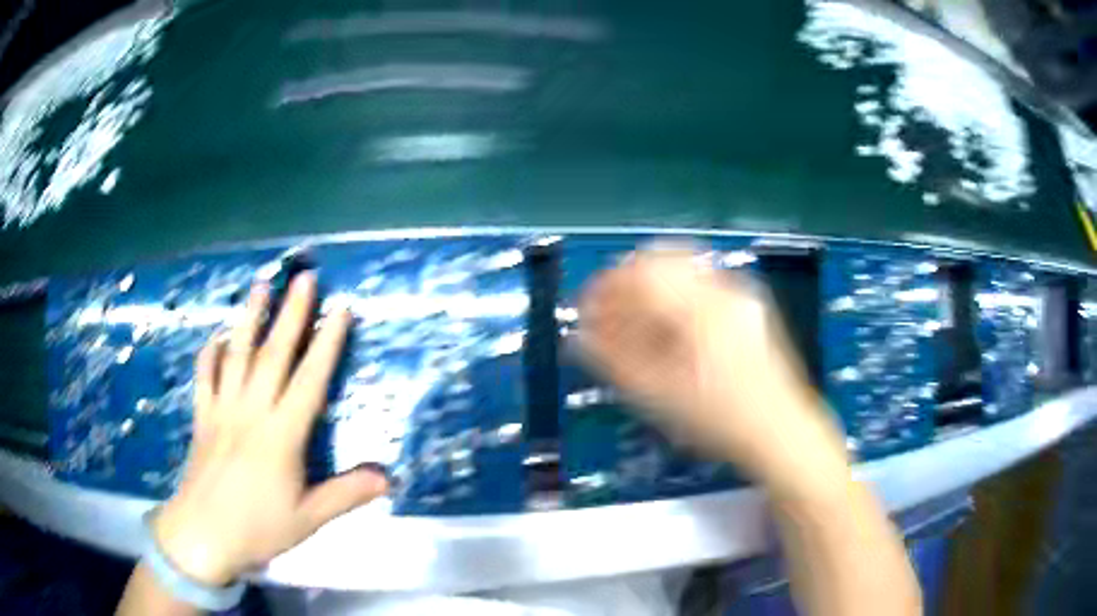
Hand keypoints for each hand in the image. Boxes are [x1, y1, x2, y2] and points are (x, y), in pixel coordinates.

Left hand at [153, 273, 386, 585]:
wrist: (202, 534)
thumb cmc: (258, 528)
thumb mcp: (309, 518)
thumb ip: (347, 494)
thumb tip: (389, 478)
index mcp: (281, 435)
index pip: (309, 380)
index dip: (327, 343)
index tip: (340, 309)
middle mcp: (251, 412)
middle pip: (273, 354)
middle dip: (291, 314)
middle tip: (304, 278)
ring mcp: (222, 410)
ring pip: (236, 354)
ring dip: (249, 318)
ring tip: (260, 285)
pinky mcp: (202, 417)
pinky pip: (204, 376)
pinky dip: (209, 353)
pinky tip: (216, 336)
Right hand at [577, 244, 847, 486]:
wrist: (781, 433)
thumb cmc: (720, 420)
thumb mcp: (659, 396)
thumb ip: (614, 360)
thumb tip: (581, 335)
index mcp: (700, 307)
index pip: (640, 273)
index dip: (606, 287)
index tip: (587, 309)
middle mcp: (723, 288)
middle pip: (662, 259)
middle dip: (627, 280)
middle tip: (608, 311)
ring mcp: (740, 294)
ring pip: (683, 267)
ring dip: (652, 286)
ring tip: (635, 319)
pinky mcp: (749, 305)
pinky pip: (702, 282)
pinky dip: (676, 294)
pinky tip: (669, 326)